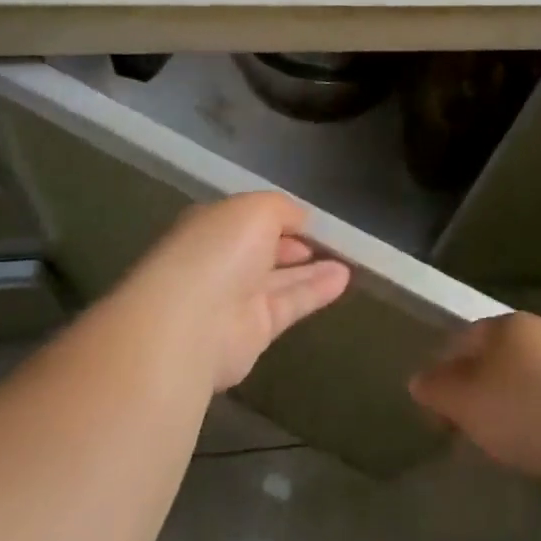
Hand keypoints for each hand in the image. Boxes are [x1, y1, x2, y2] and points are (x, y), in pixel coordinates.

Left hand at [118, 192, 349, 391]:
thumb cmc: (219, 251)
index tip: (309, 218)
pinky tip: (344, 279)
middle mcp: (220, 262)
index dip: (278, 217)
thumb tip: (300, 219)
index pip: (247, 219)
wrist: (191, 323)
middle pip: (263, 251)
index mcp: (212, 226)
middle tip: (331, 240)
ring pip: (280, 280)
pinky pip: (290, 305)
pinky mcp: (254, 331)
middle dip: (293, 244)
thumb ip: (282, 209)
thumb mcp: (256, 208)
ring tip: (349, 260)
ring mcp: (235, 299)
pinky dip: (316, 291)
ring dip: (312, 269)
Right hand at [409, 312, 540, 479]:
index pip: (461, 339)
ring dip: (508, 406)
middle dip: (475, 390)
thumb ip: (437, 388)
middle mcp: (538, 333)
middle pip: (493, 359)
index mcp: (505, 324)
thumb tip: (419, 380)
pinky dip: (537, 420)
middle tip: (464, 429)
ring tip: (500, 443)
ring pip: (523, 380)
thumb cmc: (523, 407)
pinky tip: (537, 446)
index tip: (435, 411)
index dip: (442, 373)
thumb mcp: (465, 399)